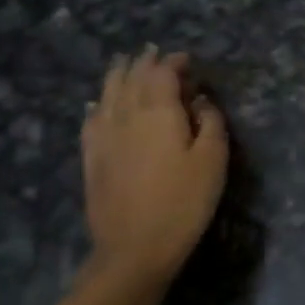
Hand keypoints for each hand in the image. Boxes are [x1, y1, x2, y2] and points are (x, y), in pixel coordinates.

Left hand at [81, 48, 227, 286]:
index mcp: (158, 112)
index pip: (162, 73)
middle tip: (155, 54)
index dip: (174, 62)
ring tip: (124, 64)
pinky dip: (97, 105)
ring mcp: (104, 138)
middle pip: (131, 78)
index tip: (187, 61)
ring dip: (118, 76)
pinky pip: (91, 121)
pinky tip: (97, 104)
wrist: (134, 250)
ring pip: (107, 94)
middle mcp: (126, 116)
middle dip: (144, 63)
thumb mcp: (213, 160)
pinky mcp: (91, 160)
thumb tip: (199, 100)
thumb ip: (210, 122)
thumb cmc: (183, 202)